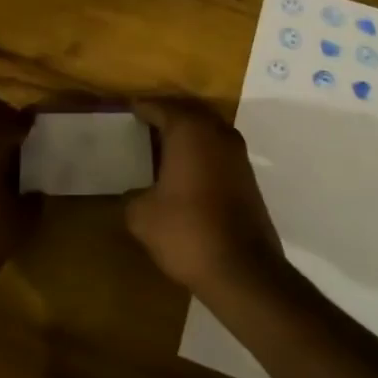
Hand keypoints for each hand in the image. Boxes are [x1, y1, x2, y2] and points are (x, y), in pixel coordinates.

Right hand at [126, 97, 286, 298]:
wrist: (243, 269)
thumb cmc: (187, 231)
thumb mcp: (142, 217)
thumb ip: (132, 197)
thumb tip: (134, 195)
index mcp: (188, 131)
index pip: (160, 107)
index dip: (142, 108)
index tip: (128, 110)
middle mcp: (216, 132)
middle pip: (188, 111)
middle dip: (167, 114)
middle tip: (145, 122)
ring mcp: (237, 154)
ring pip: (208, 129)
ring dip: (188, 133)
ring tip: (163, 145)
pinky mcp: (248, 176)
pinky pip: (219, 150)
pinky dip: (202, 152)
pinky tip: (186, 170)